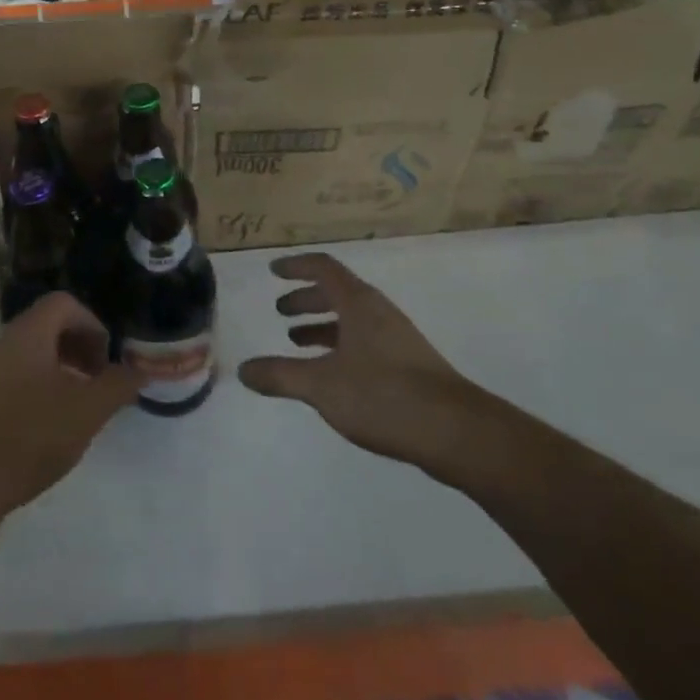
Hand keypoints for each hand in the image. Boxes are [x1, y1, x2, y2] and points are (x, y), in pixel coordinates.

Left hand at [0, 292, 143, 511]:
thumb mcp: (89, 409)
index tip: (107, 360)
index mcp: (29, 332)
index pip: (64, 303)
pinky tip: (52, 423)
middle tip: (98, 380)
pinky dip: (42, 385)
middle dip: (80, 347)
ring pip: (34, 352)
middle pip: (49, 325)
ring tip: (79, 404)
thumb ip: (119, 384)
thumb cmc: (34, 433)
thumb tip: (140, 371)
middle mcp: (5, 341)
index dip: (92, 324)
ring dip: (62, 368)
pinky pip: (18, 375)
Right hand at [237, 253, 496, 480]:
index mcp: (359, 304)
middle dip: (306, 299)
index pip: (324, 268)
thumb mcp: (322, 386)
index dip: (297, 267)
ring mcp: (397, 340)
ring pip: (352, 321)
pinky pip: (365, 343)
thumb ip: (280, 376)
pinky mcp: (409, 367)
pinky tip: (332, 376)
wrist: (456, 433)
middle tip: (280, 311)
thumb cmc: (384, 396)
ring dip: (323, 326)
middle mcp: (379, 313)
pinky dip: (340, 348)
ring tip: (297, 342)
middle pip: (338, 293)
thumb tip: (243, 370)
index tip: (273, 271)